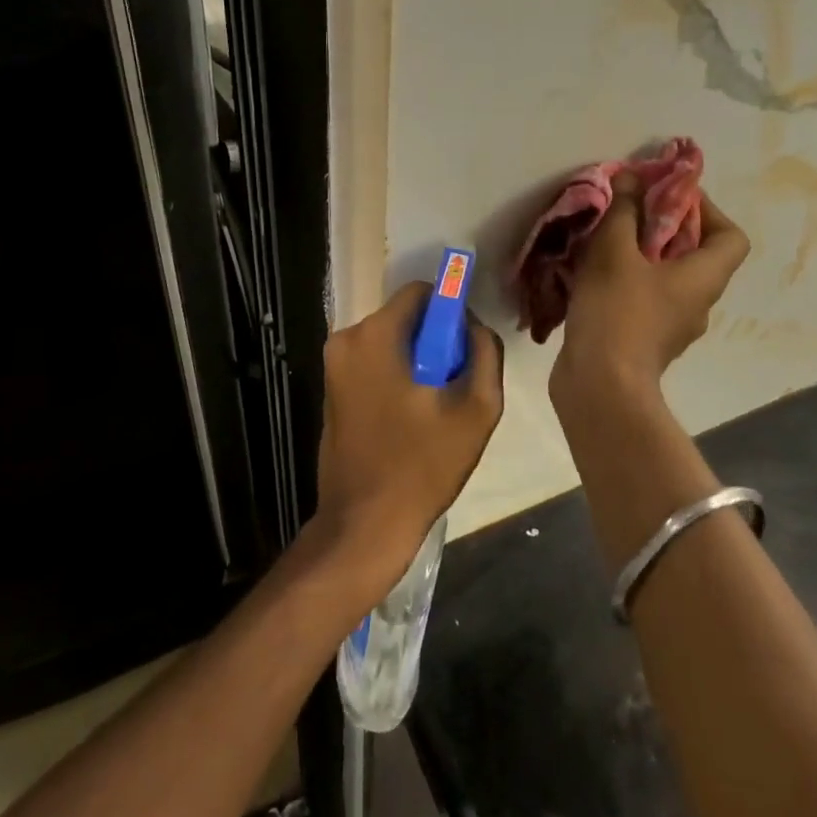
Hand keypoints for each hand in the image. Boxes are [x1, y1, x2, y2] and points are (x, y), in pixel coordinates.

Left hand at [312, 283, 505, 597]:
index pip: (421, 292)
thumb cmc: (422, 464)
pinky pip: (374, 363)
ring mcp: (334, 365)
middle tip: (454, 384)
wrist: (364, 523)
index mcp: (375, 335)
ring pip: (390, 341)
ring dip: (417, 361)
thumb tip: (475, 327)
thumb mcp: (476, 409)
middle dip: (434, 340)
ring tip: (435, 407)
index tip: (465, 347)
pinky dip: (397, 376)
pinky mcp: (332, 389)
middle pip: (404, 317)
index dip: (450, 311)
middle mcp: (346, 339)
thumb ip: (485, 353)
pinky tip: (412, 417)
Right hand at [552, 178, 749, 401]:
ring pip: (667, 278)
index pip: (732, 237)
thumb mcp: (614, 251)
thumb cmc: (617, 311)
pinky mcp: (647, 342)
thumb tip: (632, 179)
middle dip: (664, 227)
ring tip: (605, 240)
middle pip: (696, 254)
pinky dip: (626, 282)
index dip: (707, 210)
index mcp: (704, 277)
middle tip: (629, 212)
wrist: (600, 385)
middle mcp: (698, 302)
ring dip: (641, 255)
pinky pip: (645, 300)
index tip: (669, 197)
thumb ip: (624, 211)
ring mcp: (673, 327)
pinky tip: (592, 275)